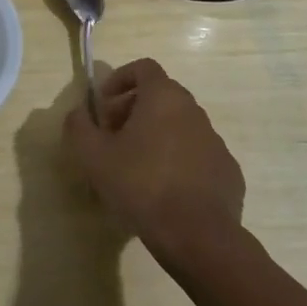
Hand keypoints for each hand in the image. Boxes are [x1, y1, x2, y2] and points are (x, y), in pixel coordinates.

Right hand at [65, 57, 244, 264]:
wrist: (199, 237)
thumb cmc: (141, 186)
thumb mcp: (93, 156)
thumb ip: (79, 126)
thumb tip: (78, 113)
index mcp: (164, 98)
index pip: (144, 68)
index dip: (120, 79)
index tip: (104, 104)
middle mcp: (194, 112)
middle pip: (161, 95)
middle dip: (134, 109)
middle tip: (113, 136)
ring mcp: (215, 142)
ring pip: (180, 125)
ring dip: (156, 135)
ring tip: (136, 166)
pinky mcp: (228, 171)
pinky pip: (197, 154)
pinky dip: (179, 160)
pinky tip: (165, 189)